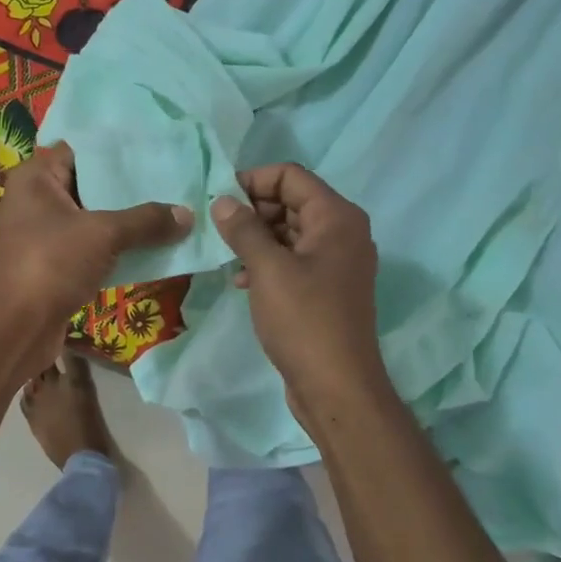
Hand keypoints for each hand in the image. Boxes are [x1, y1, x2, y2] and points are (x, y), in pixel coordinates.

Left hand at [0, 142, 191, 375]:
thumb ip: (146, 221)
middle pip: (88, 185)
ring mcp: (42, 235)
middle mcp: (34, 200)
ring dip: (125, 222)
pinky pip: (89, 248)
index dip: (117, 150)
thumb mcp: (103, 234)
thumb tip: (188, 215)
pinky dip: (115, 249)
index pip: (80, 150)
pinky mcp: (52, 266)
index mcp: (35, 178)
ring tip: (170, 212)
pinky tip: (151, 247)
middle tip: (172, 182)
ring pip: (91, 220)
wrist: (16, 328)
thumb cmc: (51, 263)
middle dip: (128, 188)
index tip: (156, 150)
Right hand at [211, 163, 387, 431]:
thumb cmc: (303, 320)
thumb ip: (244, 229)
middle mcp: (343, 232)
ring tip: (226, 255)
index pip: (291, 176)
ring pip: (290, 232)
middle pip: (292, 201)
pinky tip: (242, 280)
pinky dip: (268, 262)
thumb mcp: (268, 269)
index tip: (218, 199)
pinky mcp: (327, 289)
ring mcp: (337, 263)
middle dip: (253, 210)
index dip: (253, 180)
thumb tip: (223, 201)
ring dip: (257, 238)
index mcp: (336, 217)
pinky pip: (294, 260)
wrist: (336, 385)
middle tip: (217, 229)